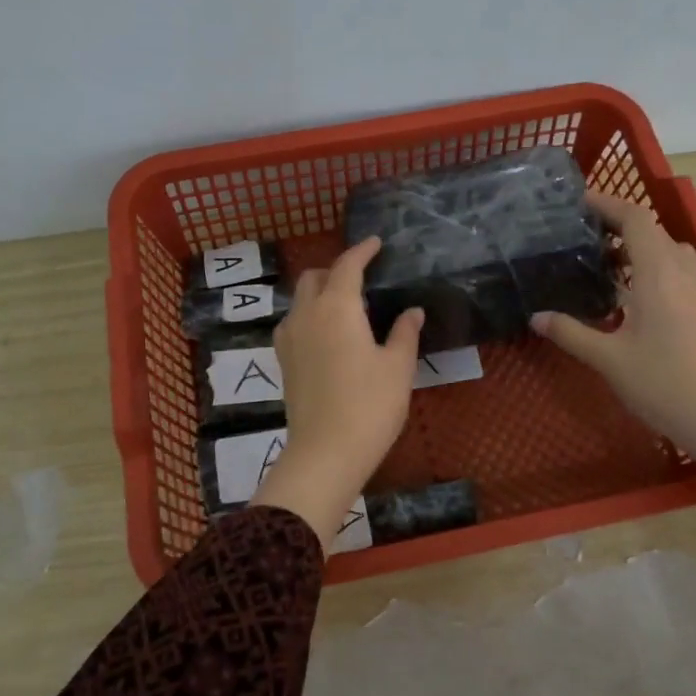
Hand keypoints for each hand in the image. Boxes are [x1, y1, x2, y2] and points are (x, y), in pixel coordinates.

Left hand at [251, 237, 424, 545]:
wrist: (325, 452)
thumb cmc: (370, 405)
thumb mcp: (398, 368)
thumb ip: (405, 333)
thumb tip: (412, 311)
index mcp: (337, 307)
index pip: (347, 266)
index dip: (362, 251)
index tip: (375, 243)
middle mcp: (306, 314)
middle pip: (314, 277)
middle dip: (336, 270)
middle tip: (361, 277)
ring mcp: (289, 338)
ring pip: (299, 300)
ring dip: (319, 292)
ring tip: (345, 306)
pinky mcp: (283, 362)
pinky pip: (294, 323)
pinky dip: (309, 315)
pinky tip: (327, 334)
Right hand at [535, 192, 695, 570]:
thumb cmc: (662, 383)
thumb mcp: (607, 358)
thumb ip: (570, 333)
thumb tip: (536, 317)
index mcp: (658, 274)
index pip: (636, 219)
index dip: (608, 203)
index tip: (577, 203)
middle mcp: (682, 273)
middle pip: (652, 230)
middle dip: (618, 223)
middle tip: (581, 234)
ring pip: (668, 249)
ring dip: (637, 244)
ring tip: (602, 260)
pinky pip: (676, 269)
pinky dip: (651, 264)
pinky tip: (629, 292)